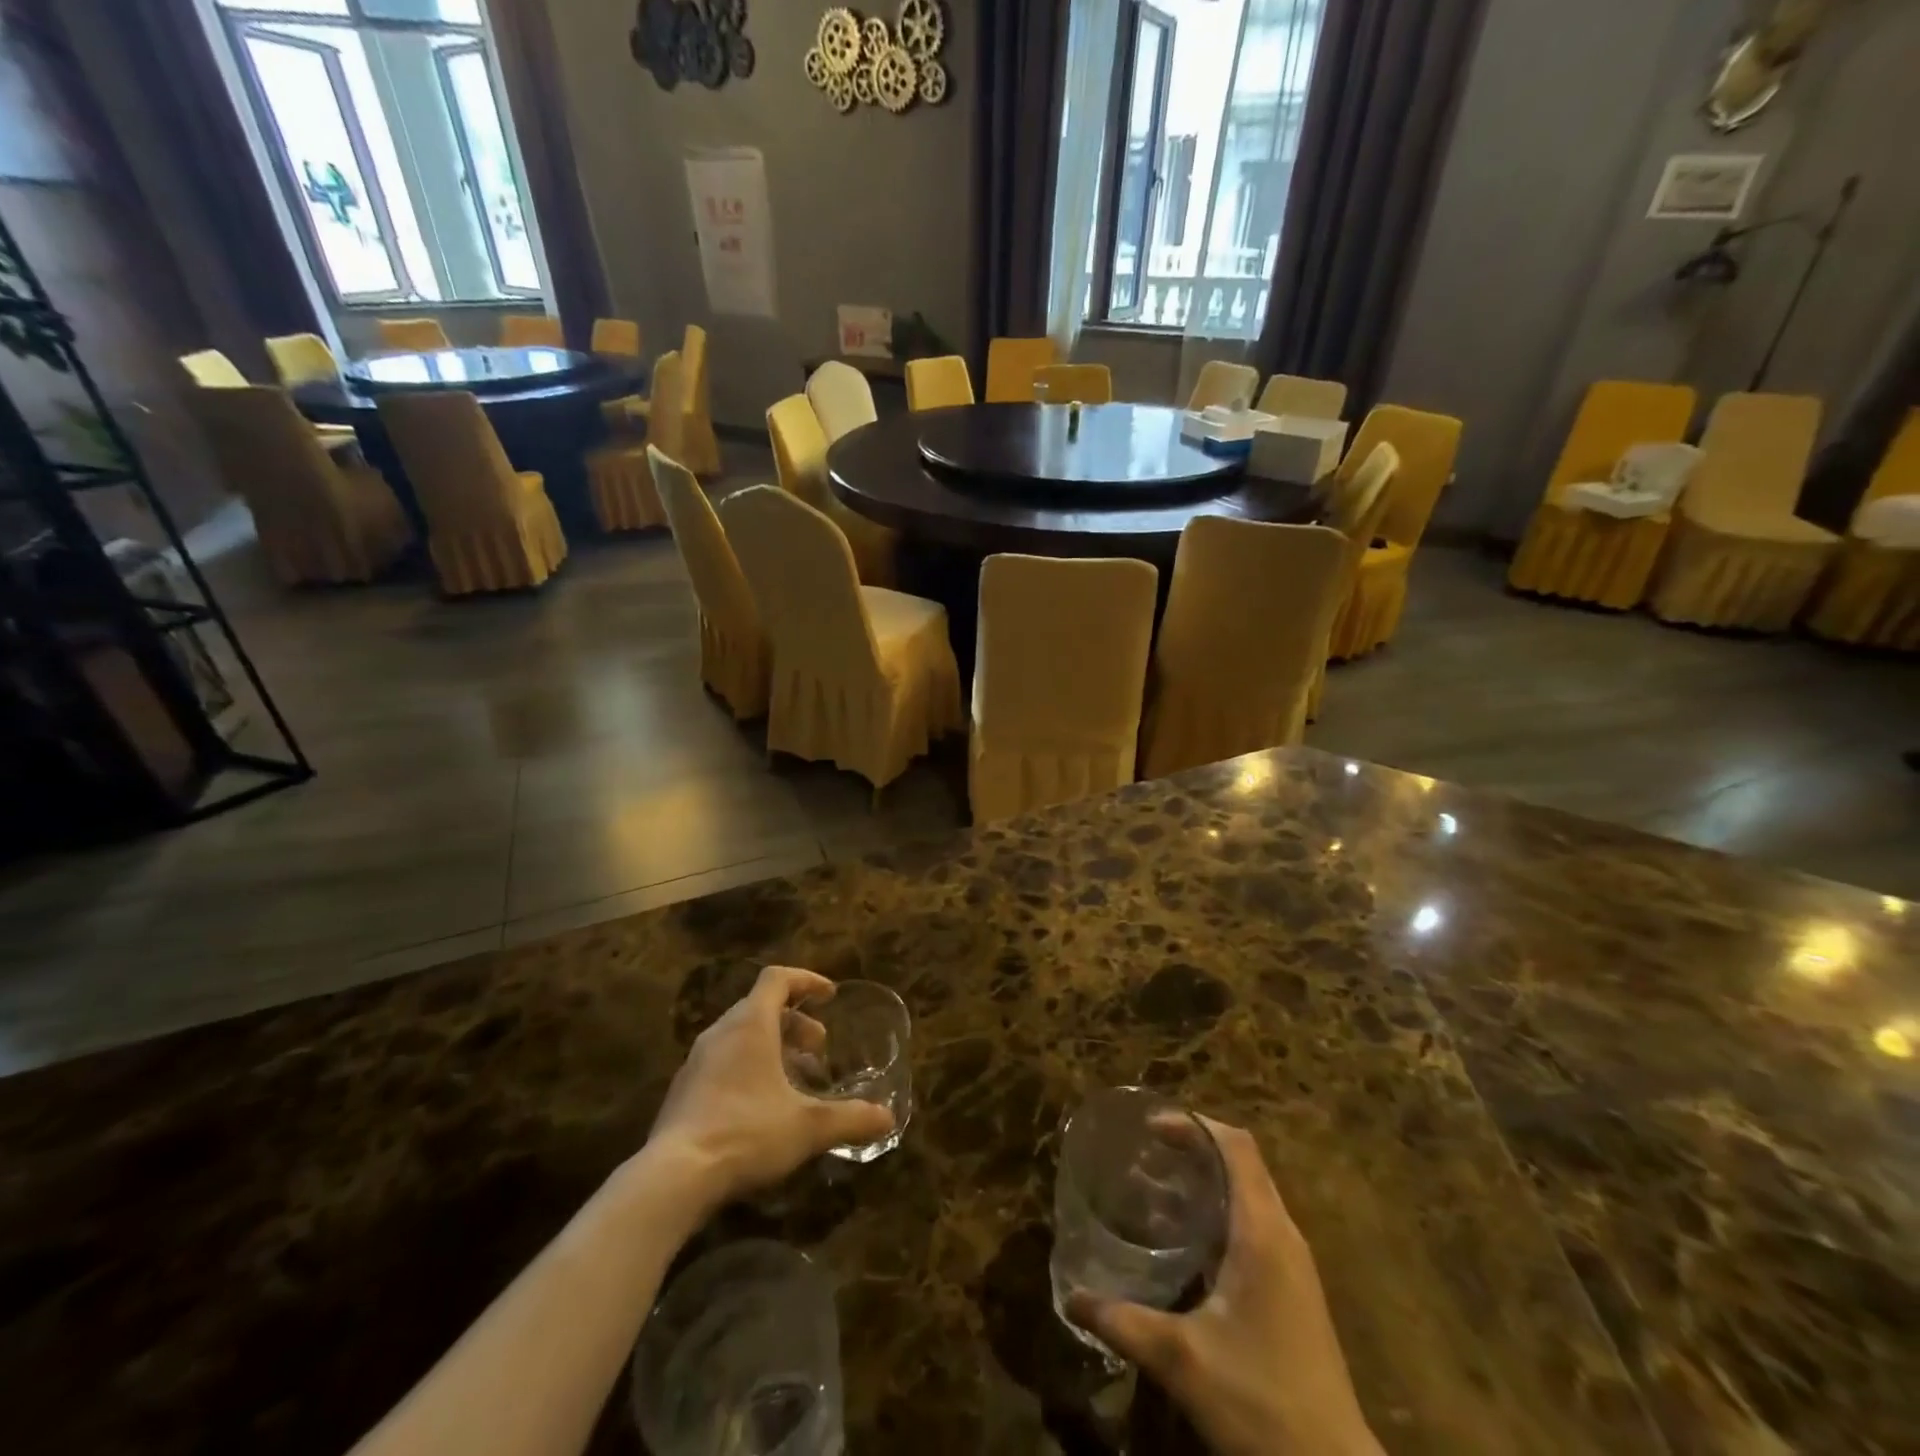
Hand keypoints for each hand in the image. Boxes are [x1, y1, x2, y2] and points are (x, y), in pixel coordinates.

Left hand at [645, 966, 894, 1210]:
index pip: (778, 978)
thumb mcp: (808, 1127)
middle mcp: (721, 1033)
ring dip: (773, 1047)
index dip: (807, 980)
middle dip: (795, 1022)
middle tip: (819, 1049)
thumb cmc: (746, 1133)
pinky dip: (750, 1068)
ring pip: (741, 1036)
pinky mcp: (683, 1092)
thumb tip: (887, 1118)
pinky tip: (763, 1107)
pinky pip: (723, 1062)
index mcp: (750, 1024)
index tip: (830, 996)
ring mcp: (697, 1062)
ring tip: (795, 1079)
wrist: (672, 1178)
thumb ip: (850, 1118)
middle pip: (761, 1007)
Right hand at [1068, 1119, 1382, 1455]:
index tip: (1150, 1127)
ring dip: (1207, 1179)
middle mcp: (1284, 1235)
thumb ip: (1122, 1323)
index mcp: (1262, 1233)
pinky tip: (1187, 1241)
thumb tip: (1070, 1298)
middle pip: (1242, 1162)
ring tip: (1157, 1189)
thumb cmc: (1260, 1404)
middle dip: (1194, 1147)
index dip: (1194, 1125)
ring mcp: (1294, 1264)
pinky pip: (1256, 1224)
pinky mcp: (1295, 1290)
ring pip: (1250, 1193)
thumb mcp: (1181, 1360)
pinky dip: (1220, 1211)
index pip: (1236, 1146)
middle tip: (1145, 1153)